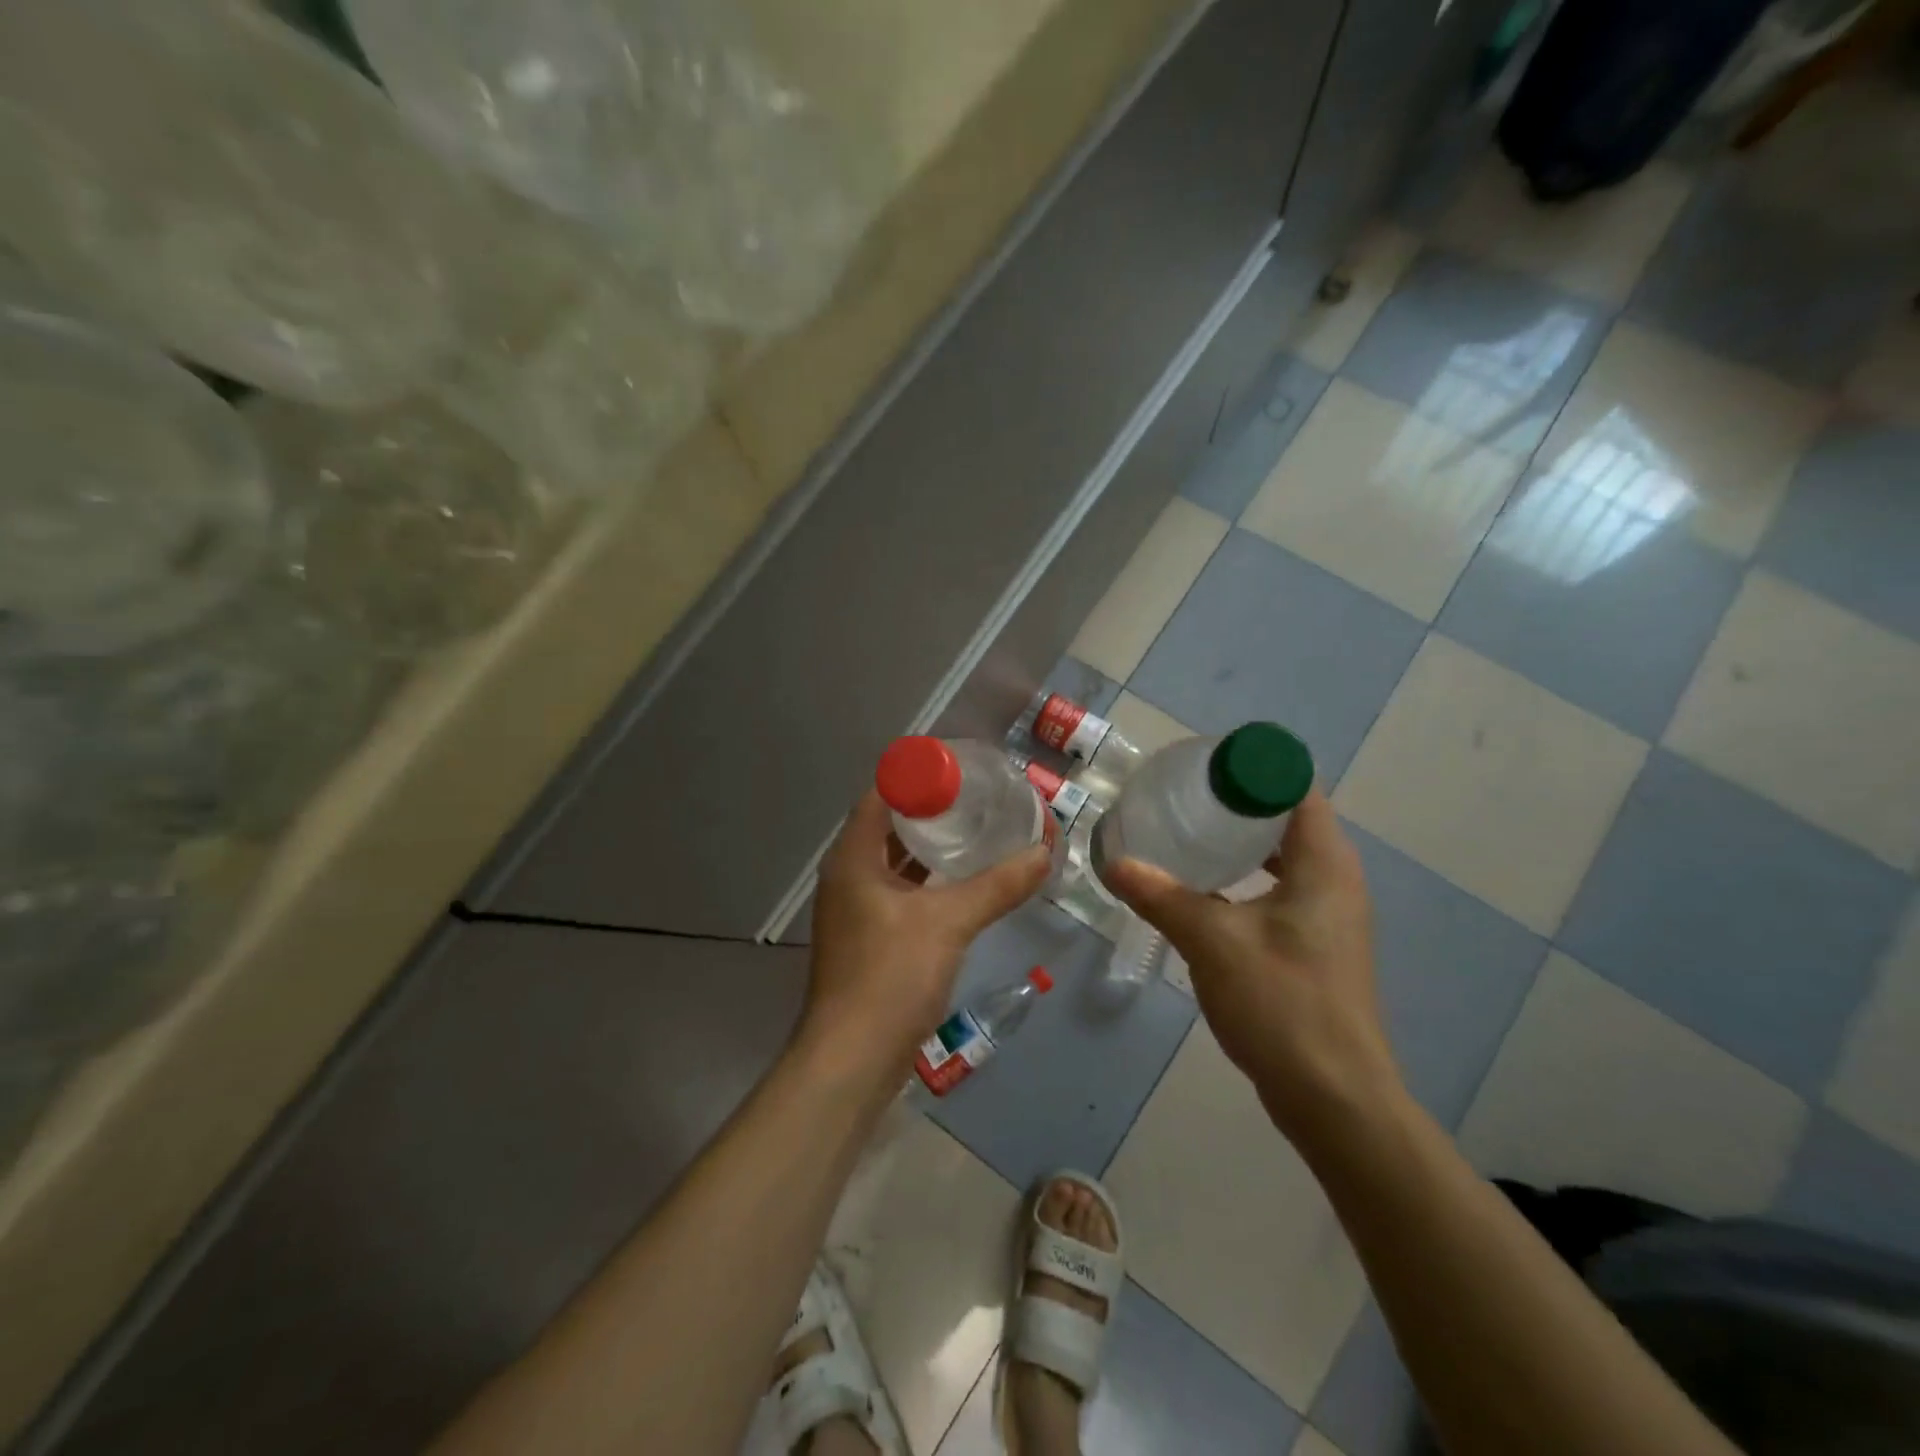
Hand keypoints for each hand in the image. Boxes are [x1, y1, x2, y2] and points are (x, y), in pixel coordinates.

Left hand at [803, 790, 1050, 1069]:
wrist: (853, 1060)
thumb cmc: (890, 977)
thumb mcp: (948, 922)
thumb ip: (997, 886)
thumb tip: (1044, 854)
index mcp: (853, 858)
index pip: (881, 794)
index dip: (917, 775)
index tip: (960, 766)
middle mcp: (849, 875)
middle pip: (889, 825)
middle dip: (931, 809)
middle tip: (978, 796)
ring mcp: (857, 909)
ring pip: (896, 861)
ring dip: (931, 847)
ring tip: (978, 830)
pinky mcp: (871, 938)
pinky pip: (902, 892)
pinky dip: (930, 881)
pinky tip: (965, 881)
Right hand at [1101, 790, 1402, 1141]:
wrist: (1334, 1097)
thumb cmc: (1282, 1004)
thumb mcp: (1212, 941)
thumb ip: (1161, 895)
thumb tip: (1114, 861)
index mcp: (1324, 863)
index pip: (1295, 787)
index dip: (1252, 767)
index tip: (1202, 765)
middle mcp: (1335, 879)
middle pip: (1287, 818)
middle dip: (1237, 801)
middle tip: (1182, 796)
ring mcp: (1328, 915)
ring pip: (1283, 857)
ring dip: (1240, 842)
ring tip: (1186, 833)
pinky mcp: (1314, 945)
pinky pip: (1279, 890)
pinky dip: (1244, 878)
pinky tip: (1202, 889)